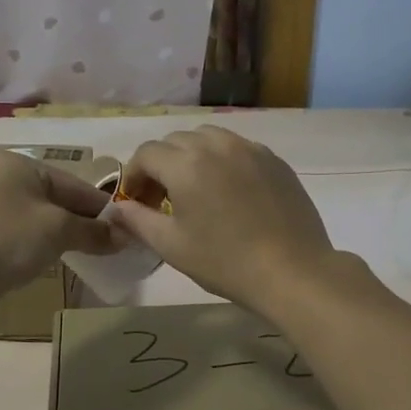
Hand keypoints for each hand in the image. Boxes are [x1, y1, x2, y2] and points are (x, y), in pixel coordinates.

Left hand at [0, 148, 116, 288]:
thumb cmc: (7, 239)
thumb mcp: (58, 230)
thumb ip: (94, 231)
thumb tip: (127, 237)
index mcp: (19, 164)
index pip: (75, 184)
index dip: (104, 209)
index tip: (131, 228)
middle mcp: (3, 177)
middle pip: (59, 199)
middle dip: (86, 223)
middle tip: (116, 245)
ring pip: (43, 217)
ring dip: (68, 235)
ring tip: (95, 254)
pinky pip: (26, 233)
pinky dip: (46, 244)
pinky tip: (62, 258)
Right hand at [110, 126, 337, 313]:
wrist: (292, 271)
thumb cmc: (225, 261)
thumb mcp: (172, 246)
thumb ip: (138, 221)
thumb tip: (118, 209)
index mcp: (186, 164)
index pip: (146, 154)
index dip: (134, 176)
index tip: (136, 203)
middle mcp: (216, 145)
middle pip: (175, 141)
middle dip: (161, 165)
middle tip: (162, 201)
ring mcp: (250, 148)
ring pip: (208, 138)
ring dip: (192, 157)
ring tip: (196, 190)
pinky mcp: (274, 160)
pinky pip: (237, 148)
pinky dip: (222, 160)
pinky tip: (229, 192)